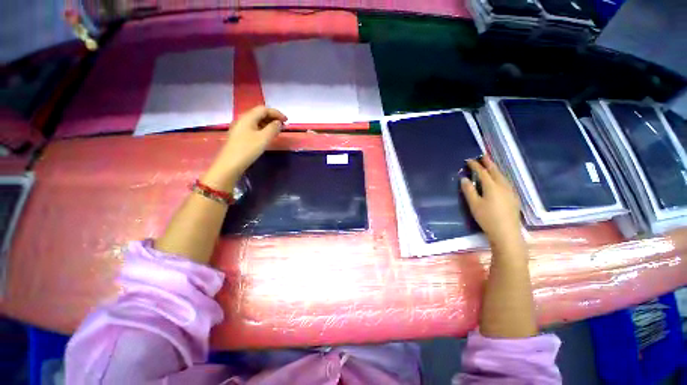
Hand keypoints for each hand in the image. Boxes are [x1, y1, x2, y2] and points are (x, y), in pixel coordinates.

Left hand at [202, 106, 286, 190]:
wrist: (230, 163)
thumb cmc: (248, 149)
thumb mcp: (264, 138)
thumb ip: (273, 128)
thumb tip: (279, 123)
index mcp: (248, 117)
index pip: (264, 109)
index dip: (276, 113)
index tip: (287, 121)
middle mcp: (243, 119)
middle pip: (259, 113)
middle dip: (273, 117)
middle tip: (283, 126)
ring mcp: (240, 127)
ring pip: (256, 121)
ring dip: (268, 123)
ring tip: (277, 131)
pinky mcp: (240, 135)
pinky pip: (253, 127)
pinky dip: (263, 129)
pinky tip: (267, 136)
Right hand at [460, 155, 522, 248]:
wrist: (506, 233)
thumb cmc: (487, 218)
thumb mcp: (474, 204)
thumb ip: (468, 190)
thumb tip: (464, 179)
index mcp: (492, 186)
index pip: (482, 172)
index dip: (475, 165)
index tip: (469, 160)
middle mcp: (503, 186)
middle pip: (495, 171)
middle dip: (488, 163)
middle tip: (483, 156)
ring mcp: (510, 191)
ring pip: (502, 176)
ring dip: (495, 169)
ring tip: (490, 165)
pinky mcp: (514, 197)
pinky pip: (506, 182)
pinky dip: (500, 177)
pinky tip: (499, 180)